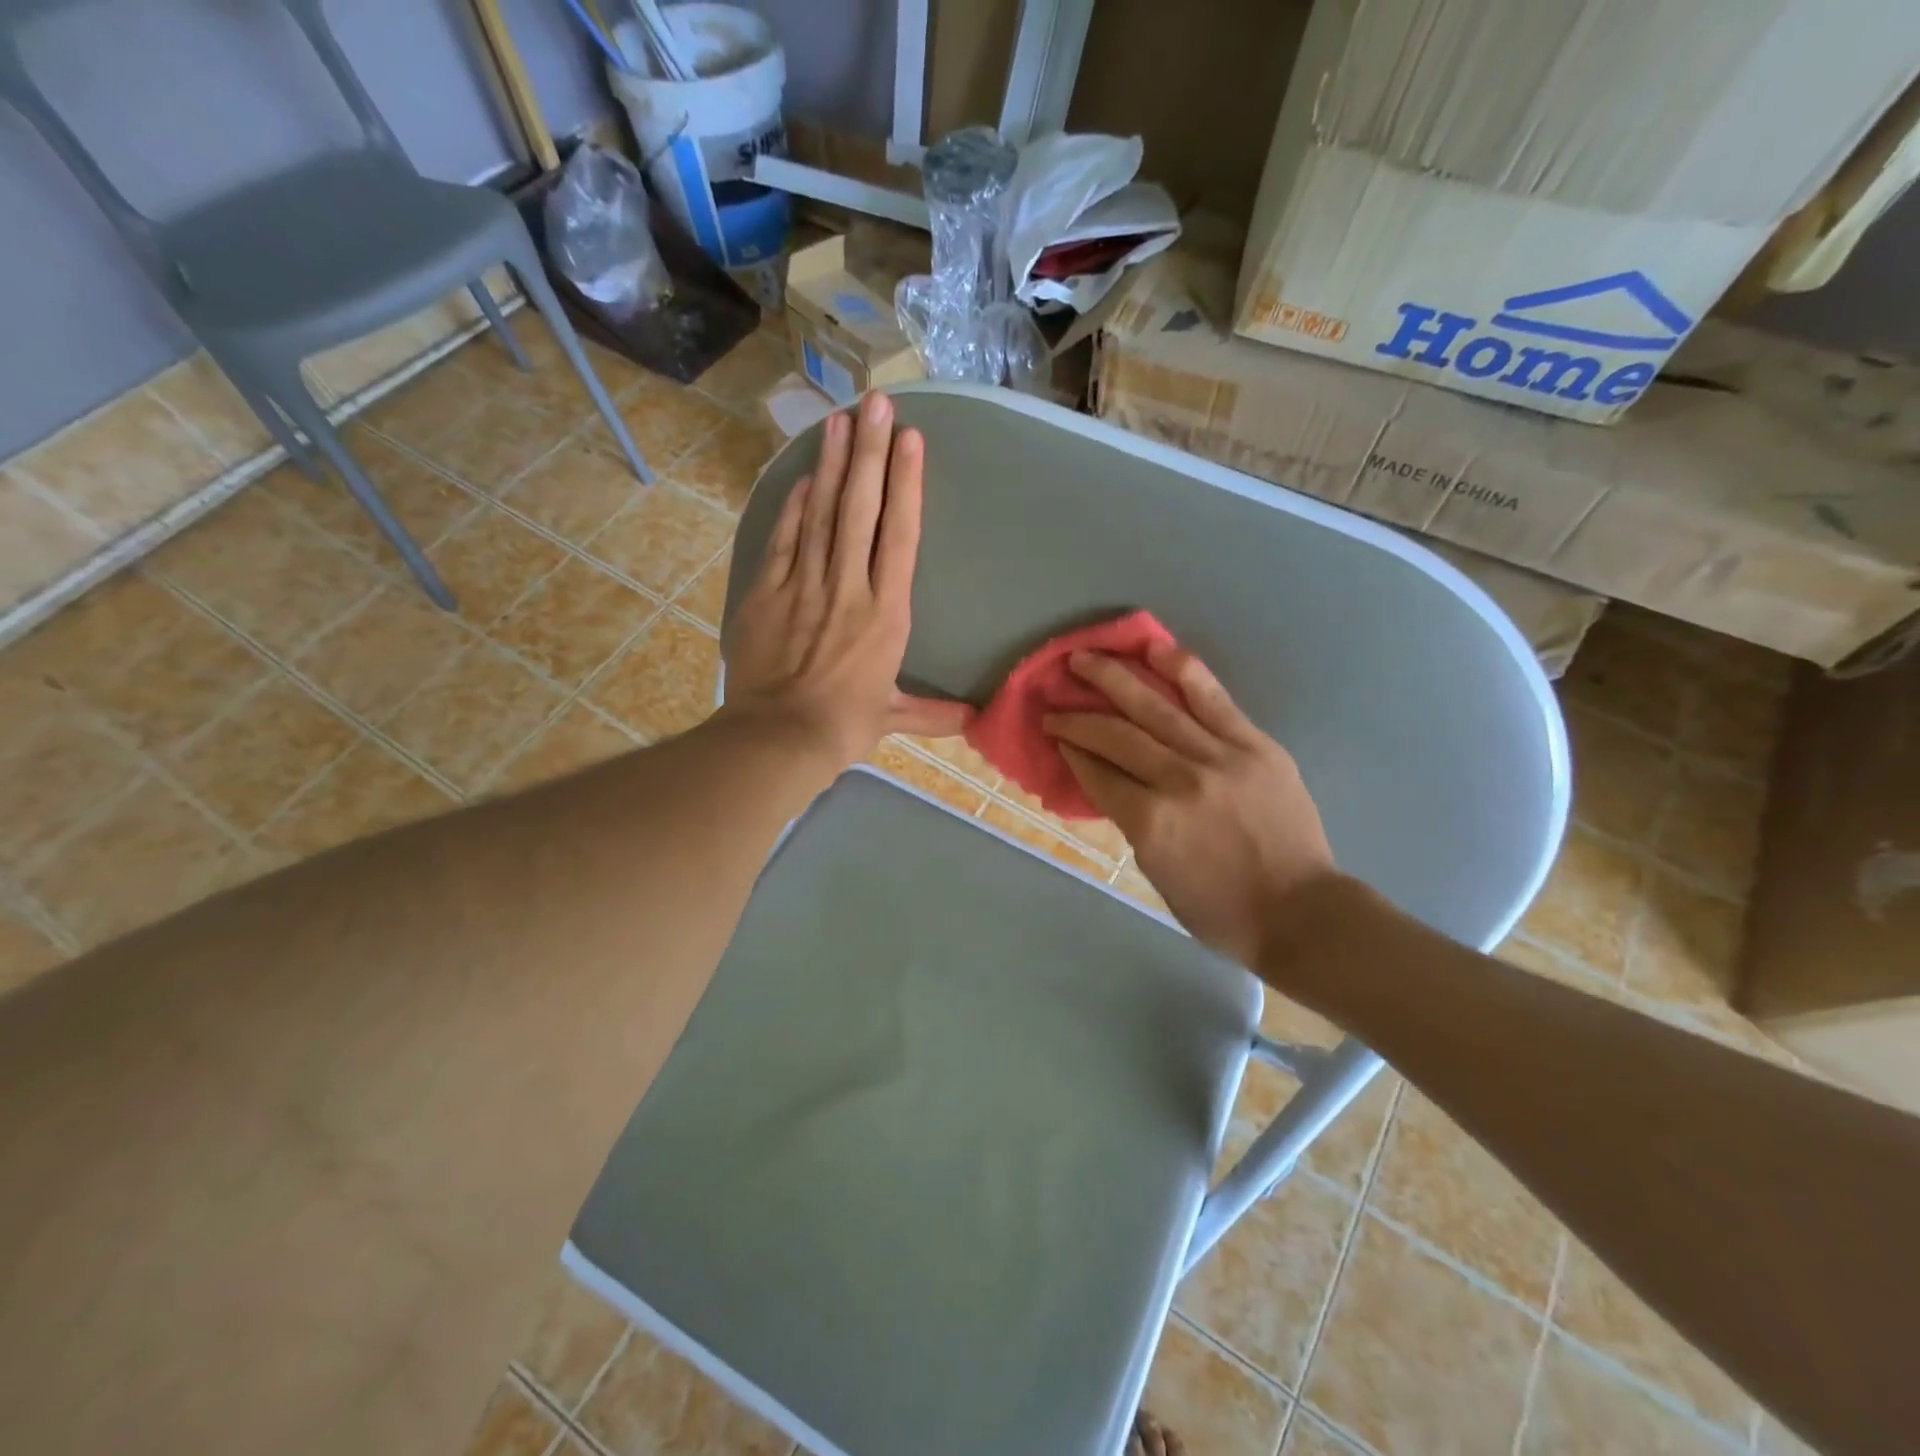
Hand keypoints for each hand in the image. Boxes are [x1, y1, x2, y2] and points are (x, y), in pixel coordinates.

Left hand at [721, 392, 970, 776]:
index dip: (906, 484)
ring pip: (821, 514)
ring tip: (839, 420)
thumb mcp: (892, 717)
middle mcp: (849, 587)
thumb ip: (933, 712)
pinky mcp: (767, 592)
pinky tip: (802, 477)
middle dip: (869, 453)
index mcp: (886, 613)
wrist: (780, 736)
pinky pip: (784, 539)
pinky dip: (793, 506)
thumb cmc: (843, 725)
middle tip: (875, 403)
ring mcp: (804, 585)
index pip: (900, 536)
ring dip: (831, 465)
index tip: (910, 440)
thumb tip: (976, 720)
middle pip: (860, 509)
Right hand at [1043, 640, 1336, 965]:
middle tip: (1054, 700)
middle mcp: (1177, 781)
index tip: (1054, 733)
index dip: (1070, 751)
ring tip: (1084, 658)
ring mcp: (1219, 757)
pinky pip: (1212, 698)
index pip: (1097, 774)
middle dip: (1077, 716)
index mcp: (1150, 822)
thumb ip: (1132, 822)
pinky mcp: (1254, 744)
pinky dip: (1182, 670)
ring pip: (1155, 706)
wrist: (1301, 912)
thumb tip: (1112, 780)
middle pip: (1116, 734)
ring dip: (1113, 678)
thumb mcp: (1156, 873)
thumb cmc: (1221, 909)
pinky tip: (1154, 648)